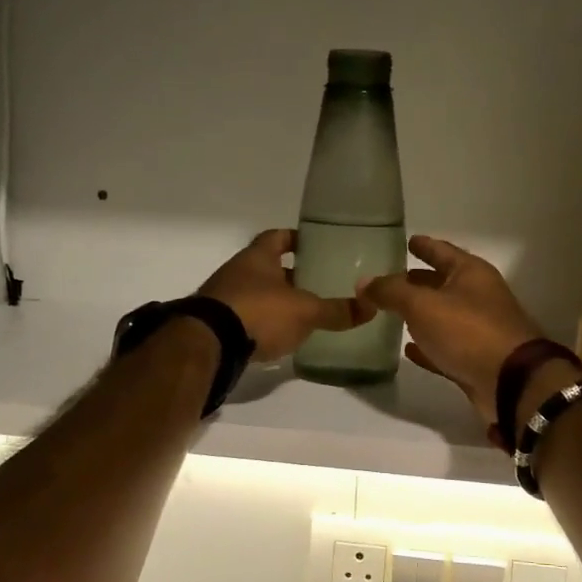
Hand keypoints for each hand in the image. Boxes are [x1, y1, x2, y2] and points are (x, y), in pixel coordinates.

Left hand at [200, 229, 365, 362]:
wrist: (209, 344)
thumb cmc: (259, 312)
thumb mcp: (305, 311)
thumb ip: (336, 310)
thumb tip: (372, 307)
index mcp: (257, 257)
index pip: (277, 237)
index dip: (295, 238)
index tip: (314, 245)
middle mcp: (237, 271)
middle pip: (267, 267)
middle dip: (290, 274)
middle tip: (317, 283)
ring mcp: (223, 298)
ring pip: (256, 293)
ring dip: (275, 300)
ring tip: (303, 312)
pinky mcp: (218, 325)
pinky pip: (245, 317)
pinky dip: (262, 323)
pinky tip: (279, 335)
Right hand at [356, 236, 546, 424]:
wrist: (510, 383)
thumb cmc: (468, 331)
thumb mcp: (422, 305)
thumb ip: (391, 291)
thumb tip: (364, 282)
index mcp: (471, 273)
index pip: (442, 251)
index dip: (424, 246)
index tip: (408, 240)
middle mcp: (478, 297)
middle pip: (443, 283)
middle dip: (418, 281)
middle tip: (390, 280)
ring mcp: (479, 330)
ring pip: (443, 316)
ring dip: (421, 314)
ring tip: (393, 312)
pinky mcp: (475, 360)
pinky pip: (445, 347)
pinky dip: (428, 346)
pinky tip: (408, 349)